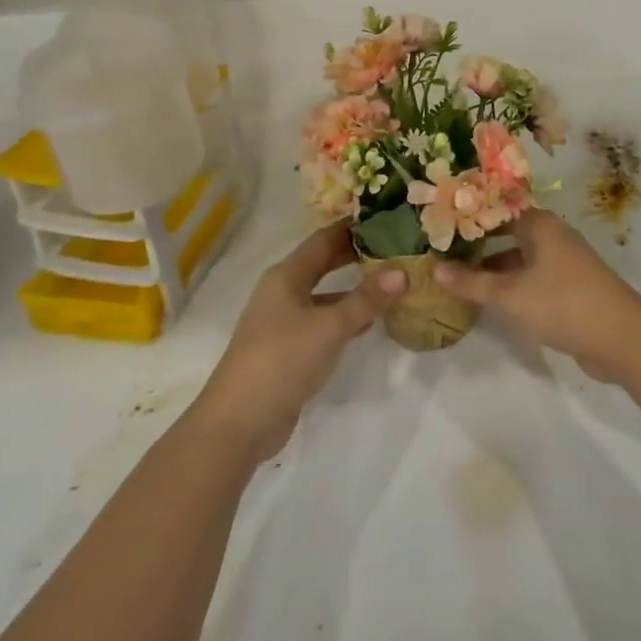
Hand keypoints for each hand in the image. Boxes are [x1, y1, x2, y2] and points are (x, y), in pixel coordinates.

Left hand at [193, 222, 406, 461]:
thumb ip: (366, 299)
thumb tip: (402, 271)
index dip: (352, 227)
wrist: (238, 423)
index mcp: (286, 275)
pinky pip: (321, 322)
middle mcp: (282, 292)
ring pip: (323, 295)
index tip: (385, 217)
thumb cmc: (282, 360)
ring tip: (389, 282)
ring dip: (352, 289)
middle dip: (354, 255)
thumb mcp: (330, 326)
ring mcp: (282, 322)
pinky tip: (368, 323)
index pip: (323, 239)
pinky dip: (344, 317)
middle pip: (321, 264)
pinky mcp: (287, 350)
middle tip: (393, 245)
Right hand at [435, 209, 640, 381]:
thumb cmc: (562, 303)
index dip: (469, 217)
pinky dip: (512, 283)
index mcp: (540, 224)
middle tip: (444, 252)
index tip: (440, 226)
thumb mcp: (510, 295)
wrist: (621, 337)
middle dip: (478, 243)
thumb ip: (472, 282)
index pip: (497, 210)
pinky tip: (492, 299)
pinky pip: (533, 276)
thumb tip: (435, 268)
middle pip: (508, 232)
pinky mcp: (571, 287)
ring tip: (460, 277)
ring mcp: (564, 261)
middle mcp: (552, 235)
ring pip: (520, 256)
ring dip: (494, 266)